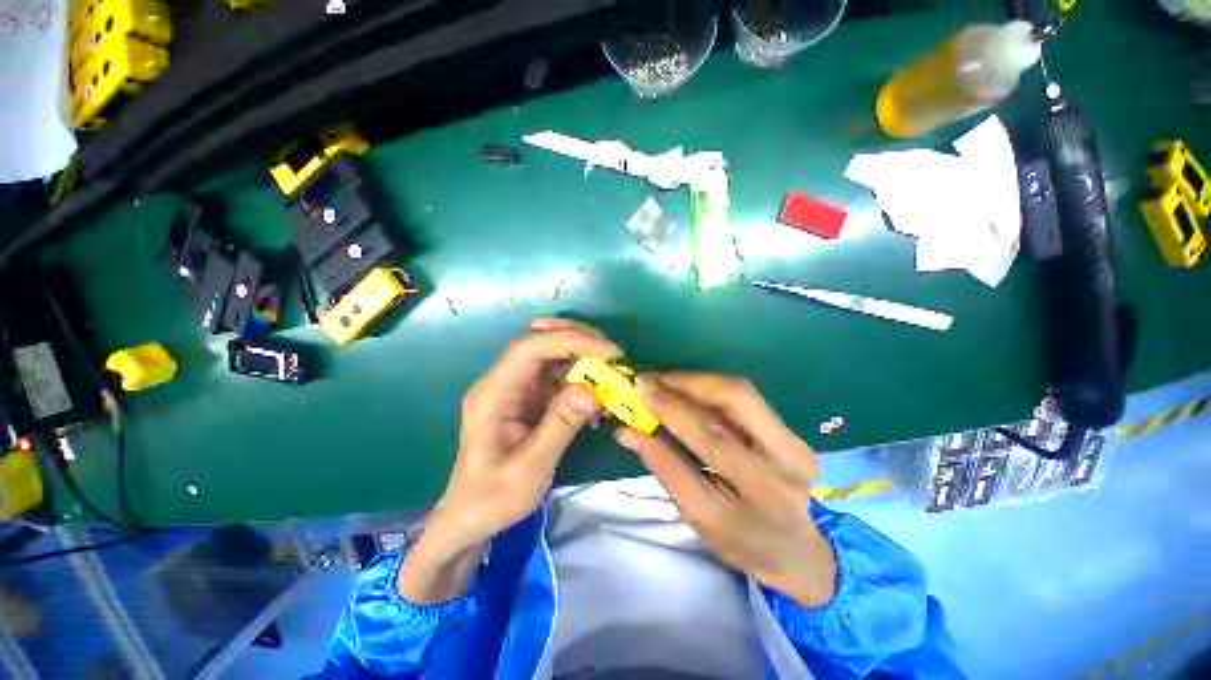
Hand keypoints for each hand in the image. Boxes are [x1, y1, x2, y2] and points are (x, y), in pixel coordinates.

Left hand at [399, 318, 618, 603]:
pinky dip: (581, 377)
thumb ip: (560, 426)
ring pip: (551, 353)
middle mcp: (502, 381)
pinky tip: (597, 396)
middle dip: (579, 339)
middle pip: (539, 340)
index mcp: (492, 394)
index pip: (529, 348)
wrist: (471, 516)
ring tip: (611, 373)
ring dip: (583, 357)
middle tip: (613, 355)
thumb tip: (592, 389)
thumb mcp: (529, 470)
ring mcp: (516, 387)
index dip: (570, 341)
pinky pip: (557, 375)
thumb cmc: (492, 498)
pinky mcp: (529, 396)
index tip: (609, 353)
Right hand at [615, 373, 836, 608]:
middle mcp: (787, 456)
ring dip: (697, 381)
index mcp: (763, 490)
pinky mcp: (790, 429)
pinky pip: (744, 398)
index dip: (672, 409)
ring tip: (664, 382)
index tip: (641, 389)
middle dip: (687, 381)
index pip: (711, 438)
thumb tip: (628, 431)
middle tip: (652, 379)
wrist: (800, 552)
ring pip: (741, 391)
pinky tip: (687, 390)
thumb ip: (664, 467)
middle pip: (736, 398)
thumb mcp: (698, 515)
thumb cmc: (742, 541)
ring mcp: (794, 438)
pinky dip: (710, 389)